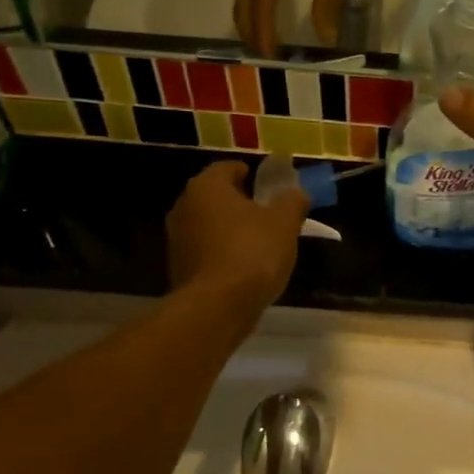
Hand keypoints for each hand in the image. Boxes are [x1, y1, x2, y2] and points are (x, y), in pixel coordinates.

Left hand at [167, 161, 309, 308]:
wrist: (218, 306)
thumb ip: (292, 202)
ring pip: (208, 225)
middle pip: (214, 197)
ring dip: (228, 229)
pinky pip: (205, 251)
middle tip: (264, 212)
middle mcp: (184, 207)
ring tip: (256, 242)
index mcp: (207, 187)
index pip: (226, 168)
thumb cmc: (252, 252)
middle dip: (237, 202)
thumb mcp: (285, 223)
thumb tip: (296, 193)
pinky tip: (242, 267)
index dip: (248, 173)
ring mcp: (176, 239)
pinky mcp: (178, 268)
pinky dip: (221, 253)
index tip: (263, 183)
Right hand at [234, 0, 349, 55]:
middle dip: (251, 35)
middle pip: (243, 8)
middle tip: (263, 61)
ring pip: (242, 0)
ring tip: (262, 46)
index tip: (270, 60)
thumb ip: (327, 3)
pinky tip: (264, 20)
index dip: (264, 37)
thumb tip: (326, 38)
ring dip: (250, 24)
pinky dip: (253, 10)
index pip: (260, 10)